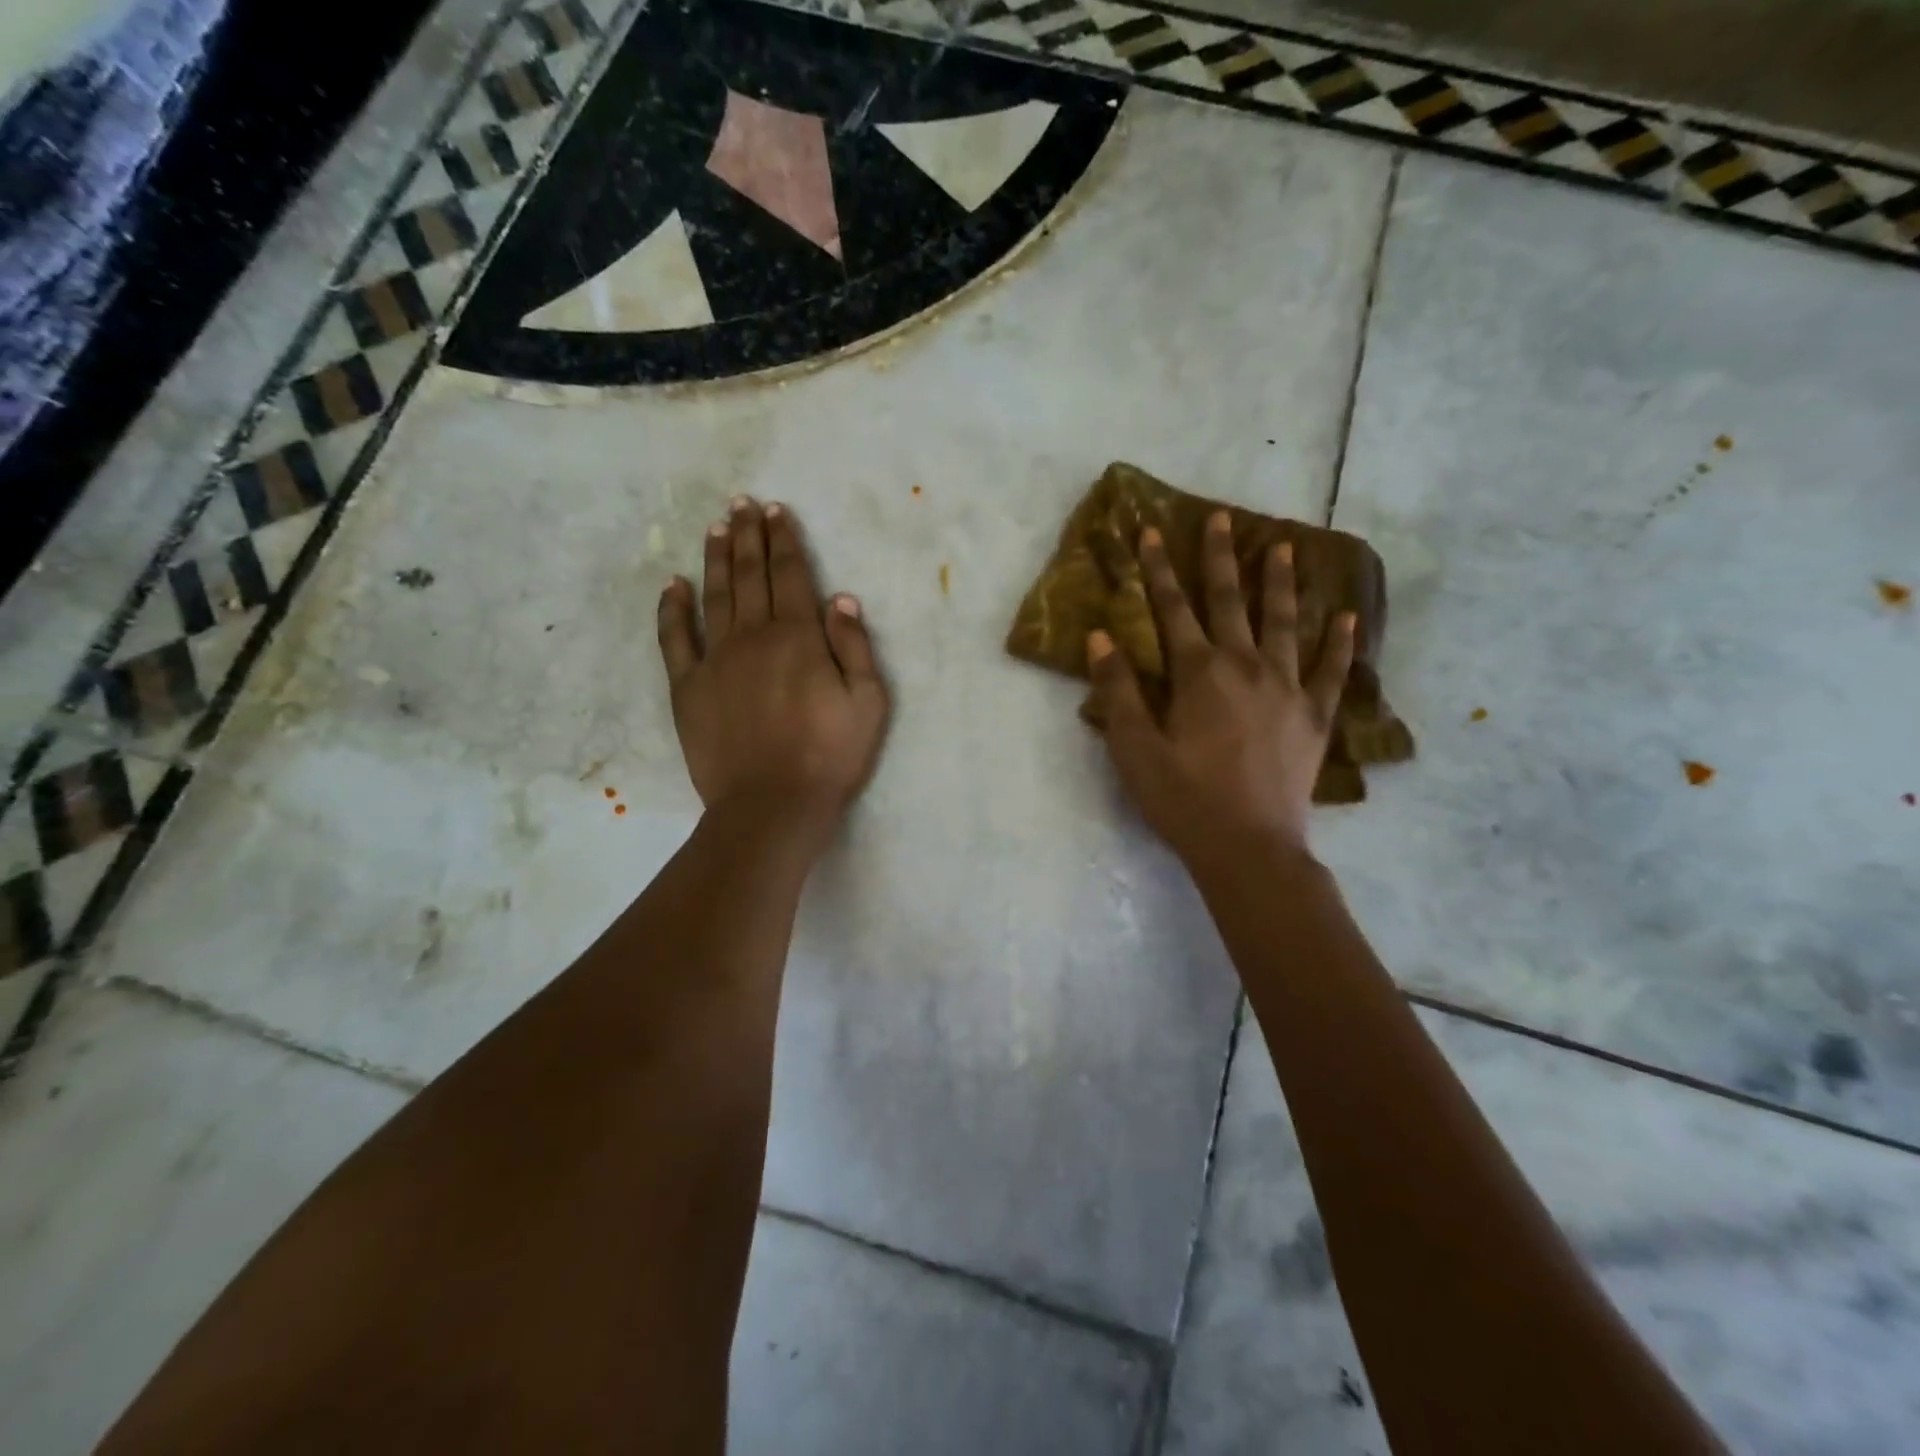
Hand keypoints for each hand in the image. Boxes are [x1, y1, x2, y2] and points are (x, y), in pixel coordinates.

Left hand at [658, 498, 889, 843]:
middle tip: (742, 503)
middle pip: (750, 574)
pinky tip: (674, 584)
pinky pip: (675, 638)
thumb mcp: (868, 703)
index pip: (791, 574)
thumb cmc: (830, 756)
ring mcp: (715, 660)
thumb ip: (855, 647)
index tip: (776, 510)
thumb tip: (840, 599)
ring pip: (714, 595)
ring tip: (716, 527)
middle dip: (749, 535)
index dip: (784, 539)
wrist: (773, 805)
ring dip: (716, 557)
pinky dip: (672, 608)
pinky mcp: (687, 687)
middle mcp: (754, 636)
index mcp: (799, 637)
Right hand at [1088, 511, 1354, 869]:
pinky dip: (1340, 644)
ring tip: (1285, 546)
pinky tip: (1347, 617)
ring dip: (1283, 583)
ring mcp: (1288, 689)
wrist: (1248, 847)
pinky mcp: (1315, 718)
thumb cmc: (1183, 799)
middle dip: (1221, 558)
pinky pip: (1333, 672)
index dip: (1159, 570)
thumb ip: (1117, 690)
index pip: (1172, 609)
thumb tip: (1100, 637)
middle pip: (1231, 602)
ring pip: (1285, 623)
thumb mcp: (1134, 748)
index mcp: (1198, 673)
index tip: (1152, 532)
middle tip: (1223, 517)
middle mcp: (1245, 667)